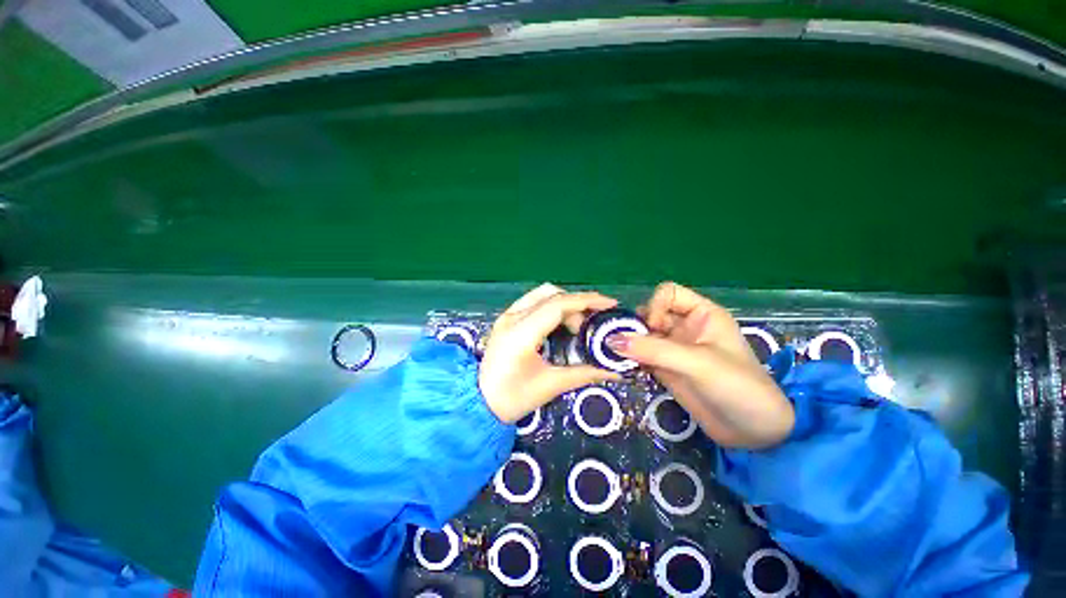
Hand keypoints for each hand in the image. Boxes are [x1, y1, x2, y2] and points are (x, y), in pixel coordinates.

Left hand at [479, 284, 621, 423]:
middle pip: (551, 294)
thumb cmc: (513, 398)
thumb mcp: (551, 385)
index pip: (557, 305)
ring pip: (542, 294)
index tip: (609, 304)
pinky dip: (552, 306)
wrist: (479, 404)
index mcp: (521, 333)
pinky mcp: (506, 319)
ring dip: (564, 303)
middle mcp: (512, 317)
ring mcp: (507, 316)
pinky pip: (534, 301)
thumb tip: (617, 371)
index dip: (586, 300)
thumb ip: (585, 373)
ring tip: (577, 326)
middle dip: (577, 303)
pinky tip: (560, 323)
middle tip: (592, 323)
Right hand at [605, 282, 794, 447]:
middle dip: (633, 326)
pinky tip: (621, 367)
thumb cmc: (738, 387)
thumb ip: (654, 350)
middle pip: (650, 314)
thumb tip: (611, 339)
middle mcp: (685, 327)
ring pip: (642, 336)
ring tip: (613, 355)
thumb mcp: (697, 363)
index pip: (668, 294)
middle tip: (617, 343)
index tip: (652, 329)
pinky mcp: (666, 369)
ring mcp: (674, 349)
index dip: (655, 306)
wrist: (754, 434)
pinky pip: (641, 356)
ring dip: (627, 344)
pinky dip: (629, 359)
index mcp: (702, 314)